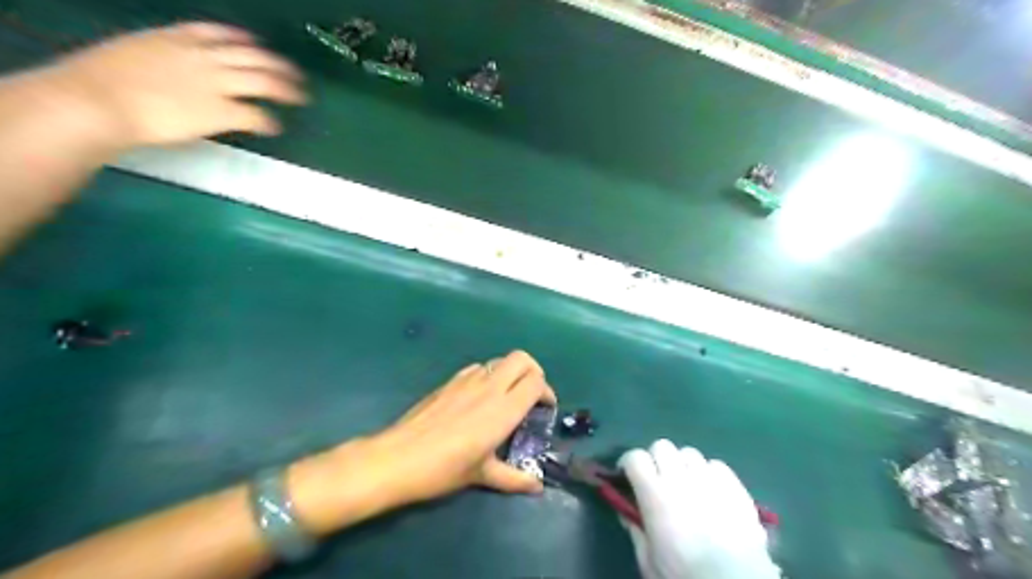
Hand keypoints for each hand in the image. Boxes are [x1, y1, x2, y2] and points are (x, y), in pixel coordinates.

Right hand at [39, 21, 305, 148]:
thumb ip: (162, 60)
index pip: (219, 33)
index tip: (257, 45)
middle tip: (296, 75)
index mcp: (176, 39)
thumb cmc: (101, 81)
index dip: (244, 40)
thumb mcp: (133, 54)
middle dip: (279, 64)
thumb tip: (173, 73)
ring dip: (287, 88)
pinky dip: (269, 121)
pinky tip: (275, 127)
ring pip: (264, 80)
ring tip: (300, 96)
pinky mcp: (222, 111)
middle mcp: (202, 57)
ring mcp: (216, 84)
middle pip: (253, 55)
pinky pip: (256, 114)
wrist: (99, 102)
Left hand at [366, 348, 560, 502]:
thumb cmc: (445, 469)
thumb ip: (515, 478)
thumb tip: (537, 487)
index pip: (536, 381)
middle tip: (531, 393)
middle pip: (522, 358)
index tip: (544, 407)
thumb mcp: (483, 475)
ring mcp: (468, 380)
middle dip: (533, 370)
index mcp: (504, 409)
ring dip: (509, 373)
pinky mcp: (450, 381)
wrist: (400, 457)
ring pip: (499, 360)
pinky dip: (488, 375)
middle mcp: (490, 387)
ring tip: (506, 396)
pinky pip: (477, 368)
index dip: (546, 391)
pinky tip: (479, 398)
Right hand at [615, 441, 778, 578]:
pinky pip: (716, 465)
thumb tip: (625, 510)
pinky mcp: (735, 486)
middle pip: (662, 446)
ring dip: (682, 464)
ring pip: (689, 452)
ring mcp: (710, 480)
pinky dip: (709, 472)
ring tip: (686, 484)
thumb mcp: (649, 560)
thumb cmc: (685, 575)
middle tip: (657, 480)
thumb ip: (635, 530)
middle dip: (656, 459)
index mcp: (656, 495)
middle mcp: (681, 479)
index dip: (628, 463)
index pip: (636, 457)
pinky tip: (710, 490)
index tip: (627, 476)